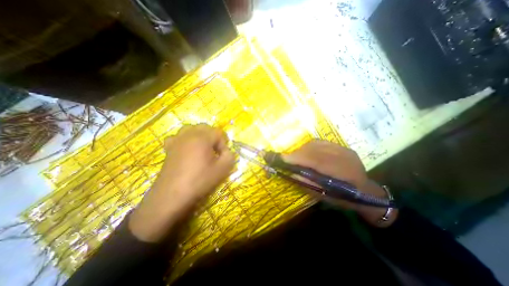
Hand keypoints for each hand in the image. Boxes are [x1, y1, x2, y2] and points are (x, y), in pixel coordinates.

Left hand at [130, 124, 235, 241]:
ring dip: (200, 136)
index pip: (218, 132)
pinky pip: (179, 137)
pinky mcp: (169, 148)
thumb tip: (227, 151)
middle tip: (215, 151)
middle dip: (213, 138)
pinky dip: (186, 140)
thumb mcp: (223, 169)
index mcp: (202, 138)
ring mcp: (177, 140)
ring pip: (191, 129)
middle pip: (205, 128)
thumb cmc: (200, 180)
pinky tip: (187, 150)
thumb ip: (230, 155)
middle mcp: (189, 134)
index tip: (222, 156)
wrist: (172, 195)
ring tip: (203, 149)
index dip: (223, 144)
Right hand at [283, 139, 396, 226]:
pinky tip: (306, 152)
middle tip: (286, 159)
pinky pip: (320, 142)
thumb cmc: (345, 198)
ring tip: (296, 157)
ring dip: (302, 149)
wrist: (367, 192)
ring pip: (316, 144)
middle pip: (314, 149)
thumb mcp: (326, 196)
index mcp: (343, 172)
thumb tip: (291, 173)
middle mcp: (344, 156)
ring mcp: (343, 149)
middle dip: (297, 153)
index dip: (298, 158)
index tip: (282, 158)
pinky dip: (309, 147)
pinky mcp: (341, 146)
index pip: (316, 160)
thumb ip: (308, 184)